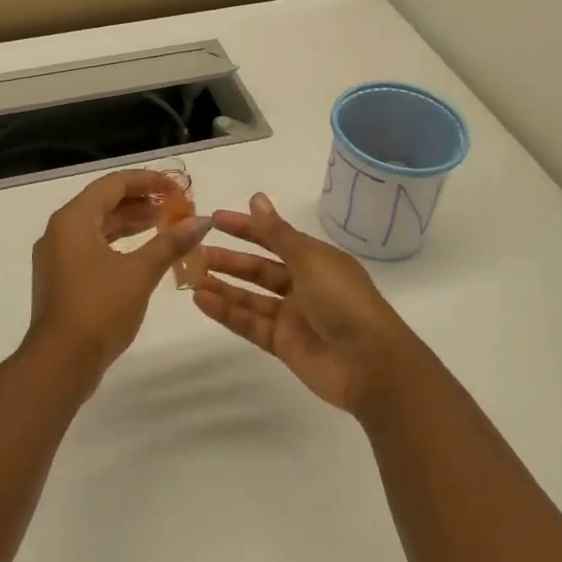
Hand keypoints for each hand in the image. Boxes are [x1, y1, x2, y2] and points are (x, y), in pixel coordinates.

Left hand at [26, 170, 211, 386]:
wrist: (60, 362)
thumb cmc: (99, 308)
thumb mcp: (140, 272)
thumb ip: (171, 242)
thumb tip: (202, 221)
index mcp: (74, 219)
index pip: (113, 184)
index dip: (148, 181)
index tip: (177, 188)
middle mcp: (60, 230)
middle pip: (104, 202)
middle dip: (141, 201)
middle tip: (176, 206)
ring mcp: (57, 256)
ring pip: (98, 227)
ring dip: (131, 223)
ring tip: (165, 225)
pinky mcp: (61, 279)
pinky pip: (91, 247)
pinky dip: (118, 244)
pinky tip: (143, 254)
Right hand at [193, 192, 415, 414]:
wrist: (370, 364)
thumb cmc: (343, 301)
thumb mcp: (309, 260)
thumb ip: (277, 233)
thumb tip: (256, 198)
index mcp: (316, 260)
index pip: (274, 238)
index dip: (246, 228)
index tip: (214, 220)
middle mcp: (304, 285)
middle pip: (260, 269)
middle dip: (230, 259)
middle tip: (196, 251)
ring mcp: (293, 316)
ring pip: (251, 297)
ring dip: (223, 286)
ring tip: (192, 277)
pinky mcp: (283, 344)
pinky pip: (250, 323)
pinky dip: (226, 312)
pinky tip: (202, 300)